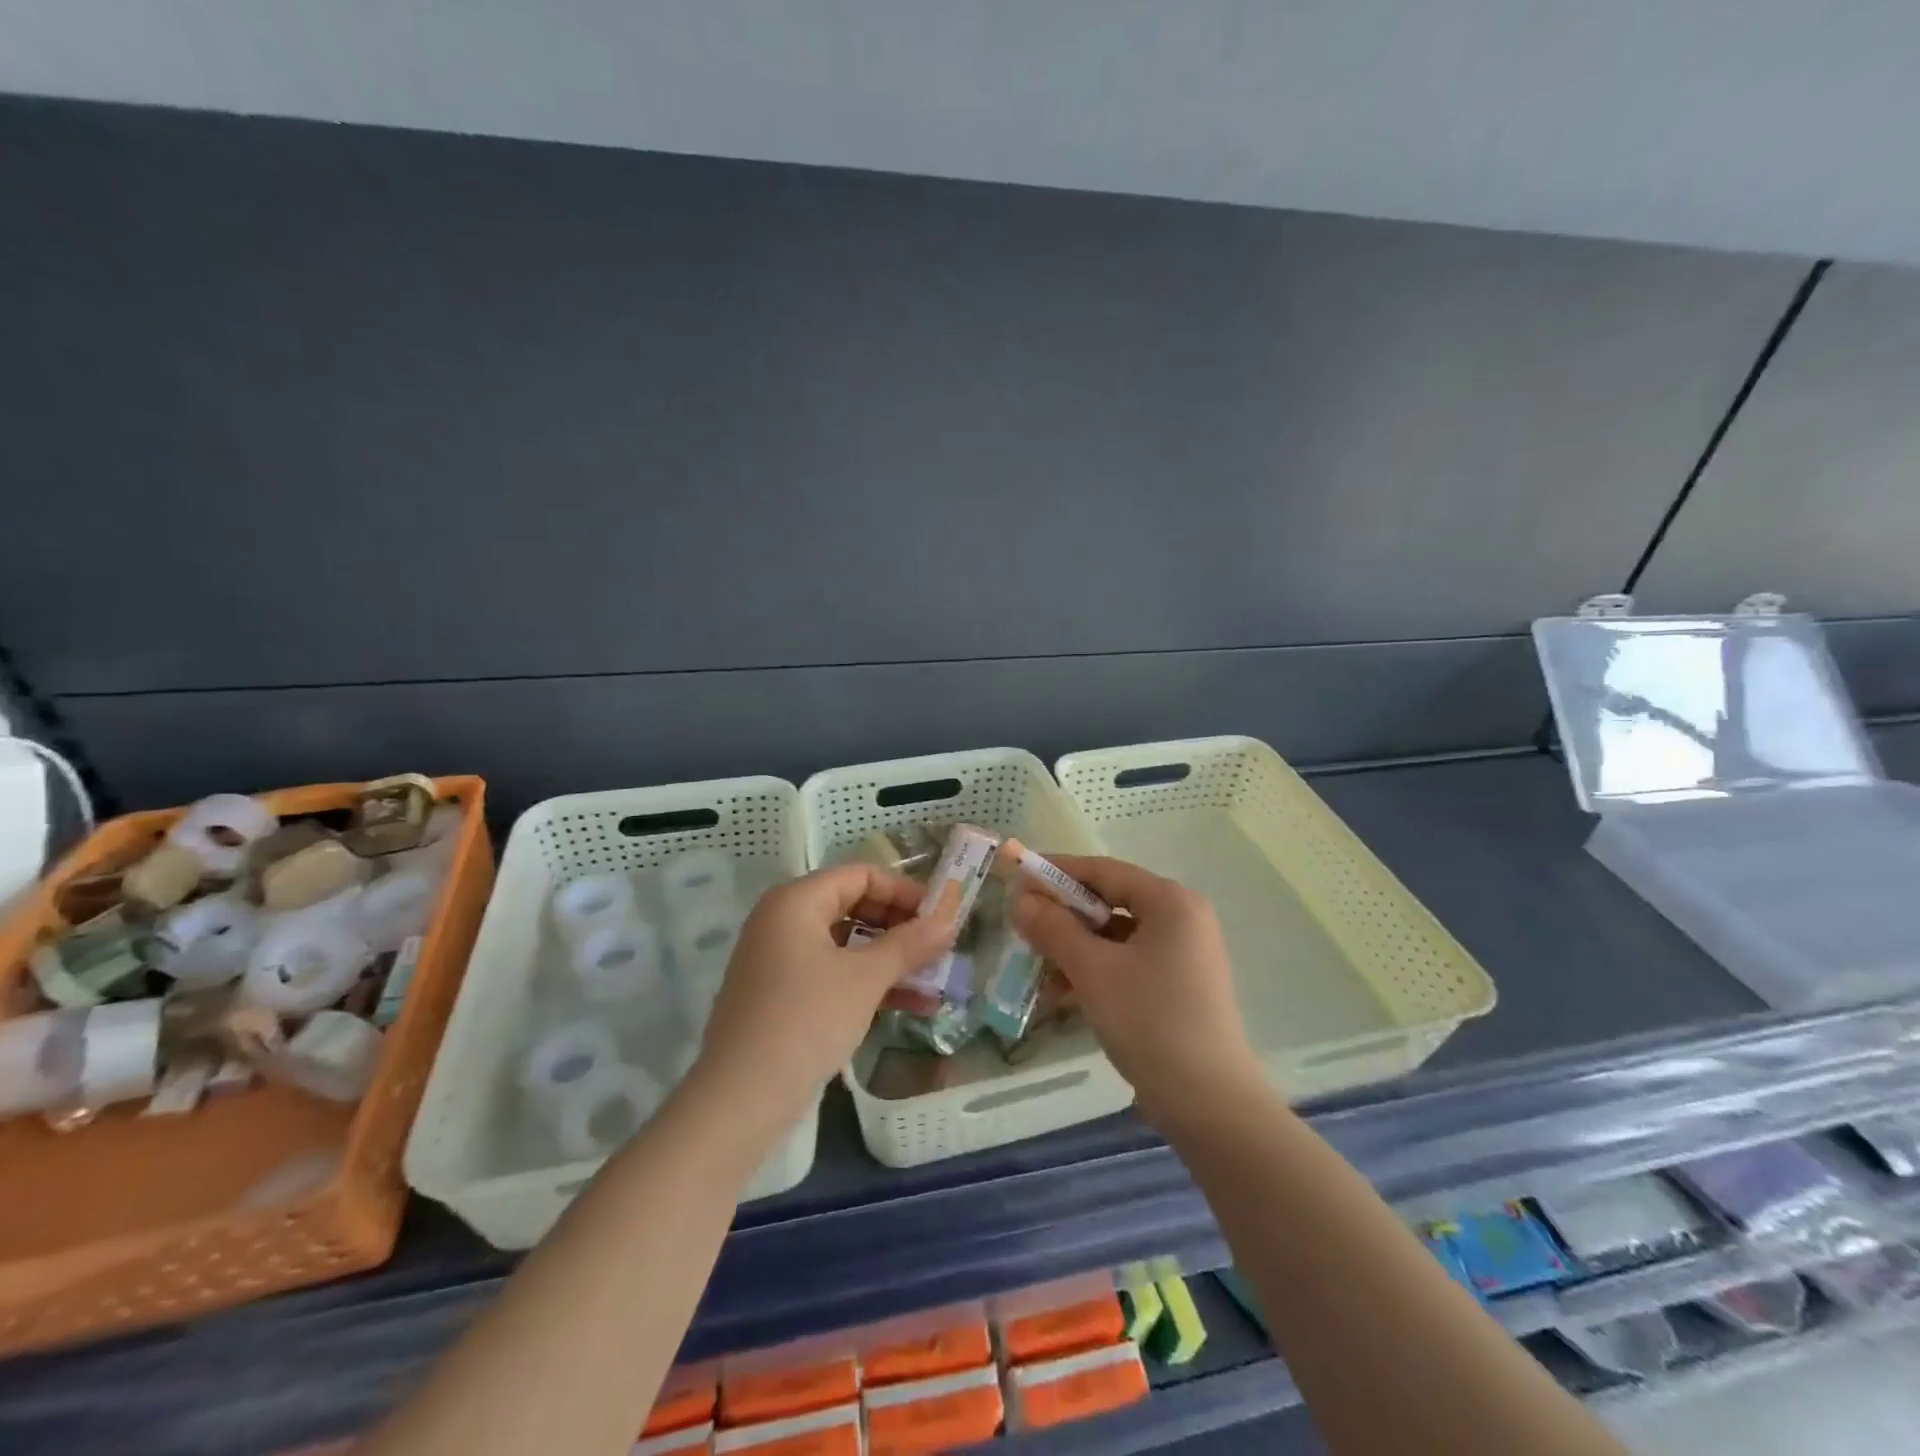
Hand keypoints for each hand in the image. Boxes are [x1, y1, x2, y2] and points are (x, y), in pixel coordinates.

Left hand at [689, 864, 957, 1137]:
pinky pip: (834, 973)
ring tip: (936, 979)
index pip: (861, 875)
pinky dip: (869, 983)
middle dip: (900, 926)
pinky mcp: (783, 995)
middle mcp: (784, 920)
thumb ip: (909, 944)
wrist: (740, 1100)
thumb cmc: (806, 1020)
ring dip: (891, 959)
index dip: (904, 891)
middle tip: (940, 947)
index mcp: (796, 901)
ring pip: (847, 944)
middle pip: (854, 905)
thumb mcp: (865, 979)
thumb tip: (948, 920)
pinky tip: (913, 1005)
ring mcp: (780, 960)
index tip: (941, 915)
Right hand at [1009, 855, 1262, 1130]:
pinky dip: (1095, 972)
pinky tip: (1063, 997)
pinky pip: (1127, 963)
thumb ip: (1053, 928)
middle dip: (1063, 917)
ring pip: (1114, 936)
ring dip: (1074, 950)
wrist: (1209, 1105)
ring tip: (1038, 973)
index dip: (1057, 872)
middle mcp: (1181, 919)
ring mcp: (1182, 954)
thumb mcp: (1092, 971)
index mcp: (1170, 902)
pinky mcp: (1177, 986)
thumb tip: (1020, 898)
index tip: (1017, 878)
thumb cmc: (1150, 1022)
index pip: (1103, 870)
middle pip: (1109, 902)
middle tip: (1023, 928)